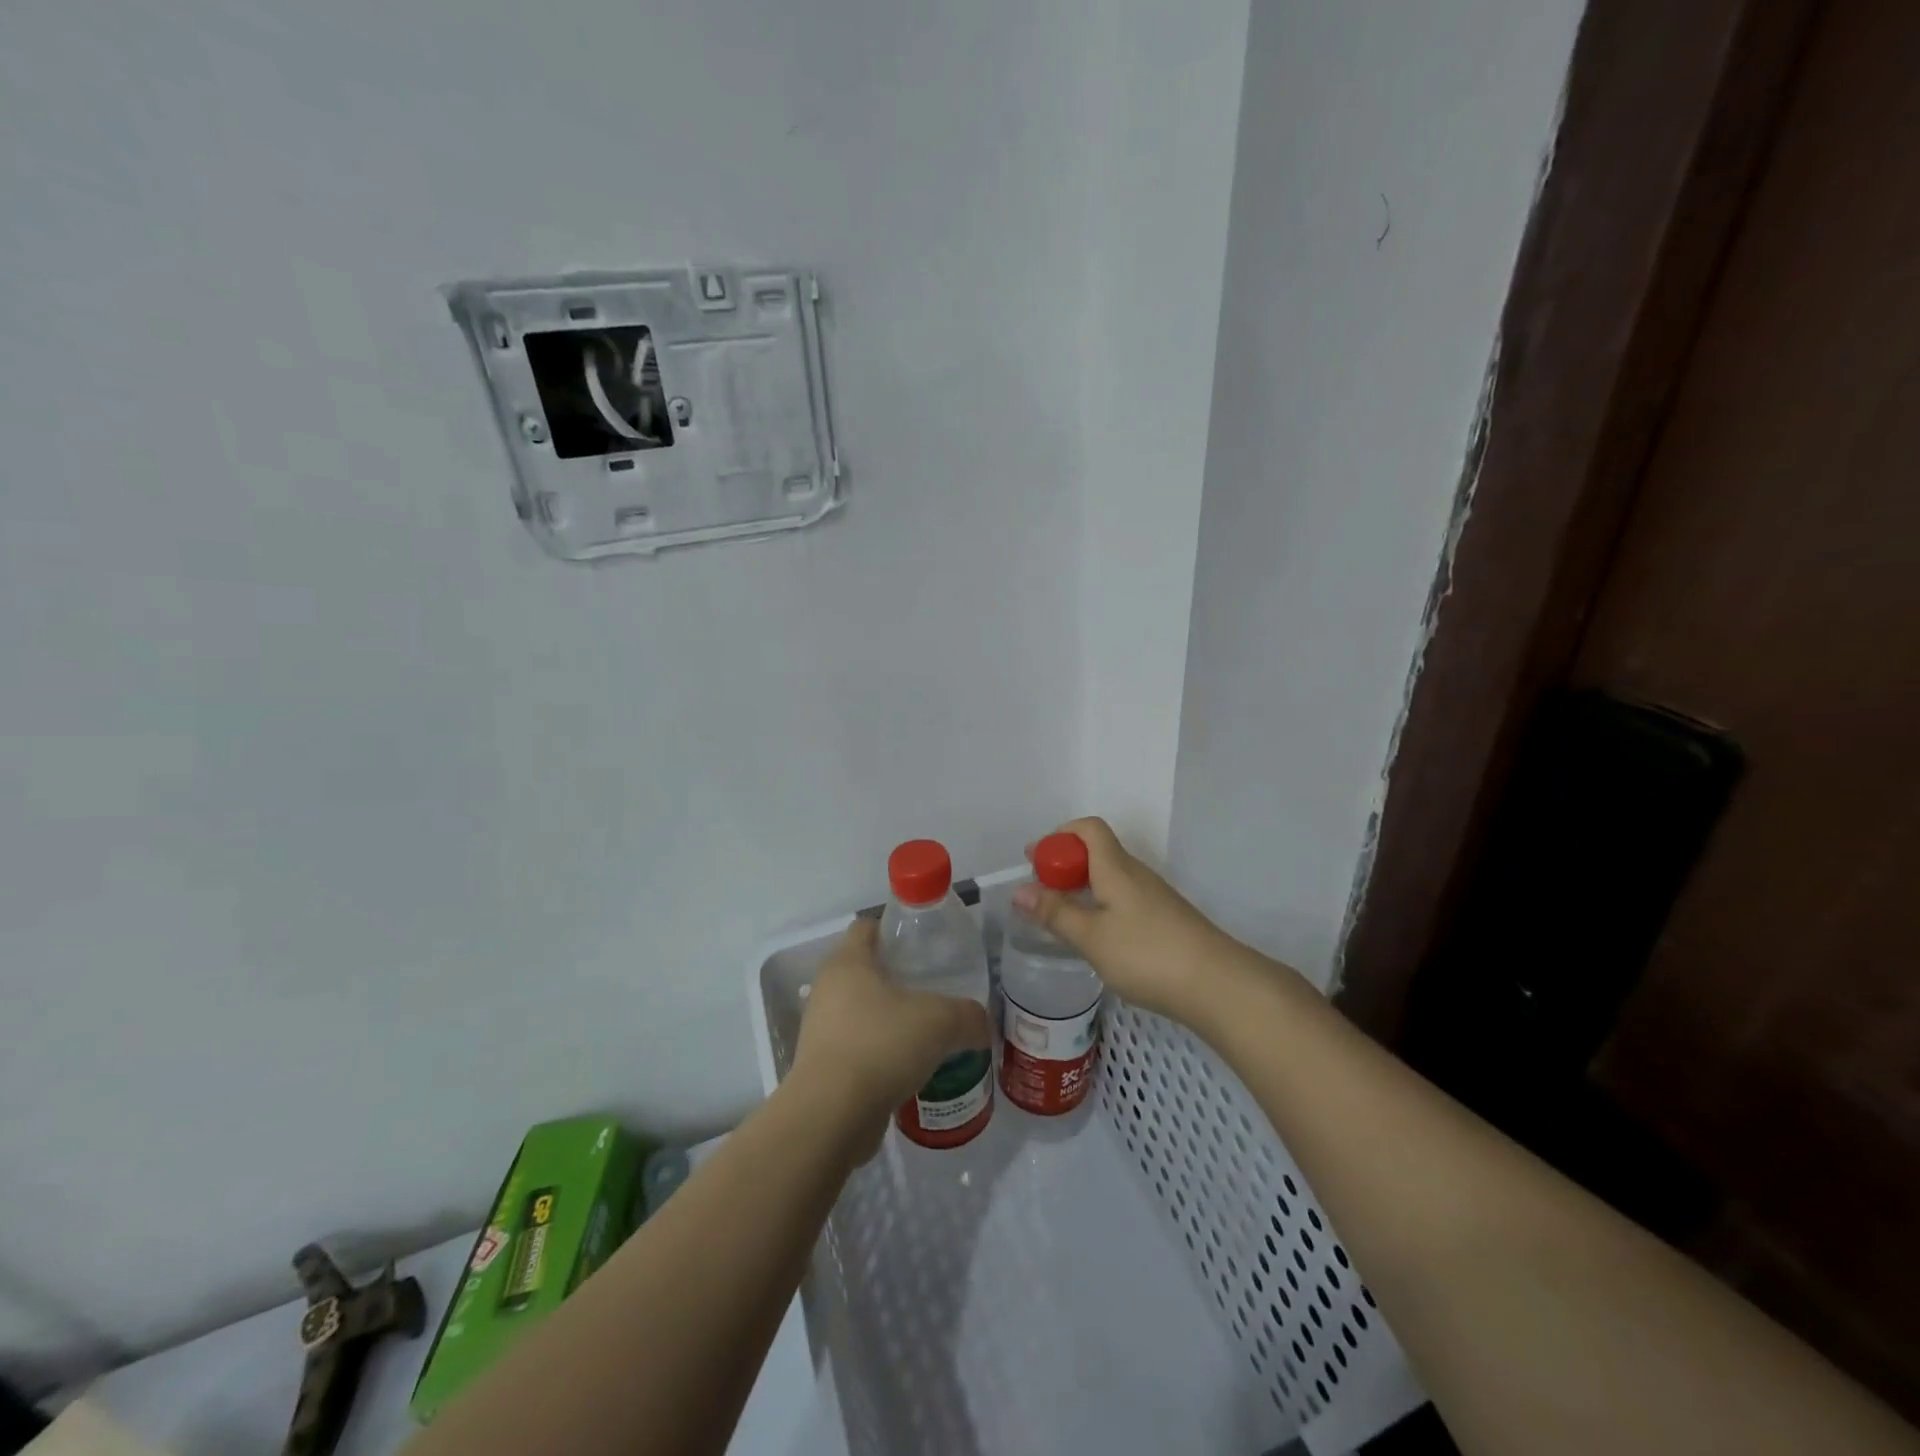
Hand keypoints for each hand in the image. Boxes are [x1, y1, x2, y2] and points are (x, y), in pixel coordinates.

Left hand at [787, 919, 993, 1156]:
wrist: (832, 1116)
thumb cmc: (882, 1045)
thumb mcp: (941, 1021)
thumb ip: (969, 1016)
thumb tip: (983, 1025)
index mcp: (848, 962)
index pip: (868, 926)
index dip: (896, 928)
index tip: (926, 945)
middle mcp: (827, 989)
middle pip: (866, 970)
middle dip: (900, 979)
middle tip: (936, 991)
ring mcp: (821, 1030)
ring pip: (863, 1013)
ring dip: (891, 1022)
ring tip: (929, 1035)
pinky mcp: (822, 1068)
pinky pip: (859, 1050)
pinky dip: (882, 1056)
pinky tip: (912, 1071)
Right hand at [1011, 817, 1242, 1022]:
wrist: (1218, 985)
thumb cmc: (1147, 954)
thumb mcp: (1091, 937)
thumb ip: (1054, 913)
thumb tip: (1018, 890)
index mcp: (1115, 867)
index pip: (1088, 828)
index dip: (1059, 836)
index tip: (1036, 862)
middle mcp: (1135, 873)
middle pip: (1096, 851)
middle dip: (1064, 865)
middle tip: (1040, 894)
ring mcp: (1153, 897)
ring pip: (1109, 877)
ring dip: (1081, 887)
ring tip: (1061, 917)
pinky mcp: (1164, 919)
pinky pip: (1122, 897)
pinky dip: (1100, 905)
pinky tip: (1095, 936)